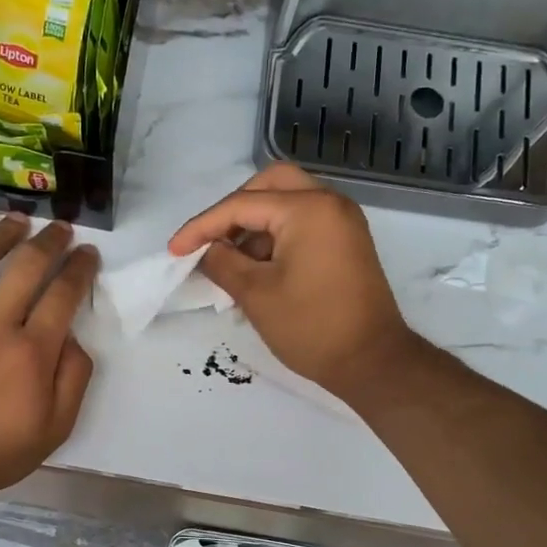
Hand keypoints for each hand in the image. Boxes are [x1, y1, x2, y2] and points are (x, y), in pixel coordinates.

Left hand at [0, 214, 97, 493]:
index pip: (63, 294)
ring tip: (18, 220)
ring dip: (4, 233)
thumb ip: (73, 379)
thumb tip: (73, 339)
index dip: (80, 268)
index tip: (88, 253)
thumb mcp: (55, 428)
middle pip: (27, 267)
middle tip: (62, 229)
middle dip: (50, 241)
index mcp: (32, 352)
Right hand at [169, 164, 420, 402]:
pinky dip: (276, 236)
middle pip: (270, 185)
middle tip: (210, 241)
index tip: (175, 251)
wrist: (371, 361)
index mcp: (308, 209)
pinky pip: (303, 223)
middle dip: (233, 210)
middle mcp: (329, 203)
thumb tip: (205, 250)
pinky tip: (257, 269)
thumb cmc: (311, 328)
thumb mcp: (256, 295)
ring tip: (231, 263)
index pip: (241, 205)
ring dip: (255, 225)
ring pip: (287, 202)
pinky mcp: (346, 242)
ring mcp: (342, 222)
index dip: (202, 227)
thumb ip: (222, 263)